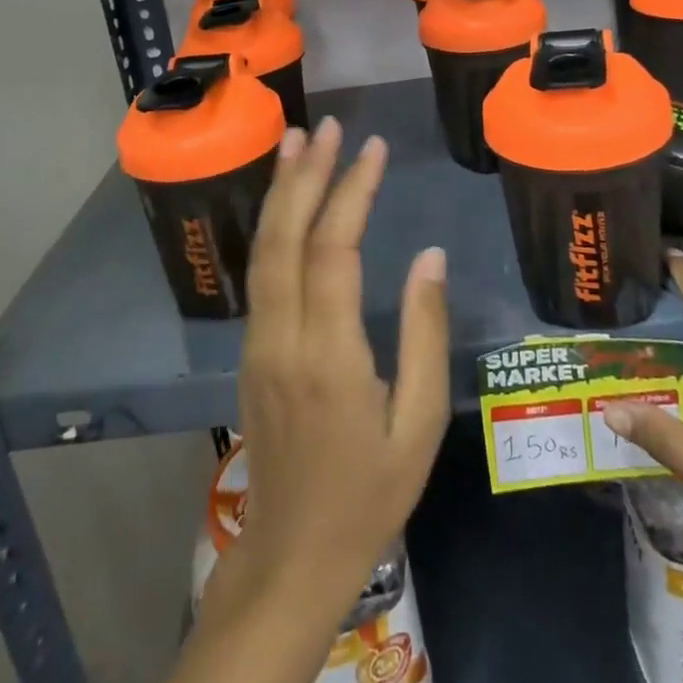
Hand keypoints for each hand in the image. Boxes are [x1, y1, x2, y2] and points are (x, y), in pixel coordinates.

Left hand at [213, 118, 450, 628]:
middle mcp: (283, 339)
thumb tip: (430, 257)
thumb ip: (425, 335)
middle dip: (307, 175)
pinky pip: (260, 273)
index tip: (375, 149)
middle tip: (329, 127)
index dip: (353, 192)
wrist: (292, 555)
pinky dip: (273, 226)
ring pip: (264, 251)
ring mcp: (258, 344)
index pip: (335, 251)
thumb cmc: (369, 495)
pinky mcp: (251, 351)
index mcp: (329, 357)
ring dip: (280, 192)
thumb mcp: (420, 423)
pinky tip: (286, 202)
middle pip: (287, 239)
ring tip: (298, 142)